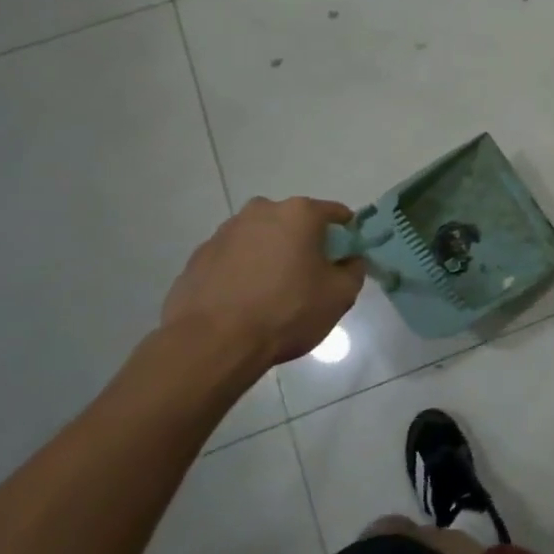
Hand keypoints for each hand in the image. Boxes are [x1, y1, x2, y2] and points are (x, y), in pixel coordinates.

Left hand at [162, 197, 365, 366]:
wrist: (213, 342)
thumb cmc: (287, 311)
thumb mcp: (340, 295)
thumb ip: (354, 270)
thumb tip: (349, 261)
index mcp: (299, 214)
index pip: (334, 212)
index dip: (346, 233)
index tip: (347, 256)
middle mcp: (260, 211)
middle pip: (294, 222)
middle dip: (305, 242)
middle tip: (310, 275)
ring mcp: (225, 232)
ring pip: (261, 237)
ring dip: (271, 254)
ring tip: (273, 291)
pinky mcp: (199, 256)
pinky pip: (234, 257)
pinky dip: (243, 270)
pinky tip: (245, 300)